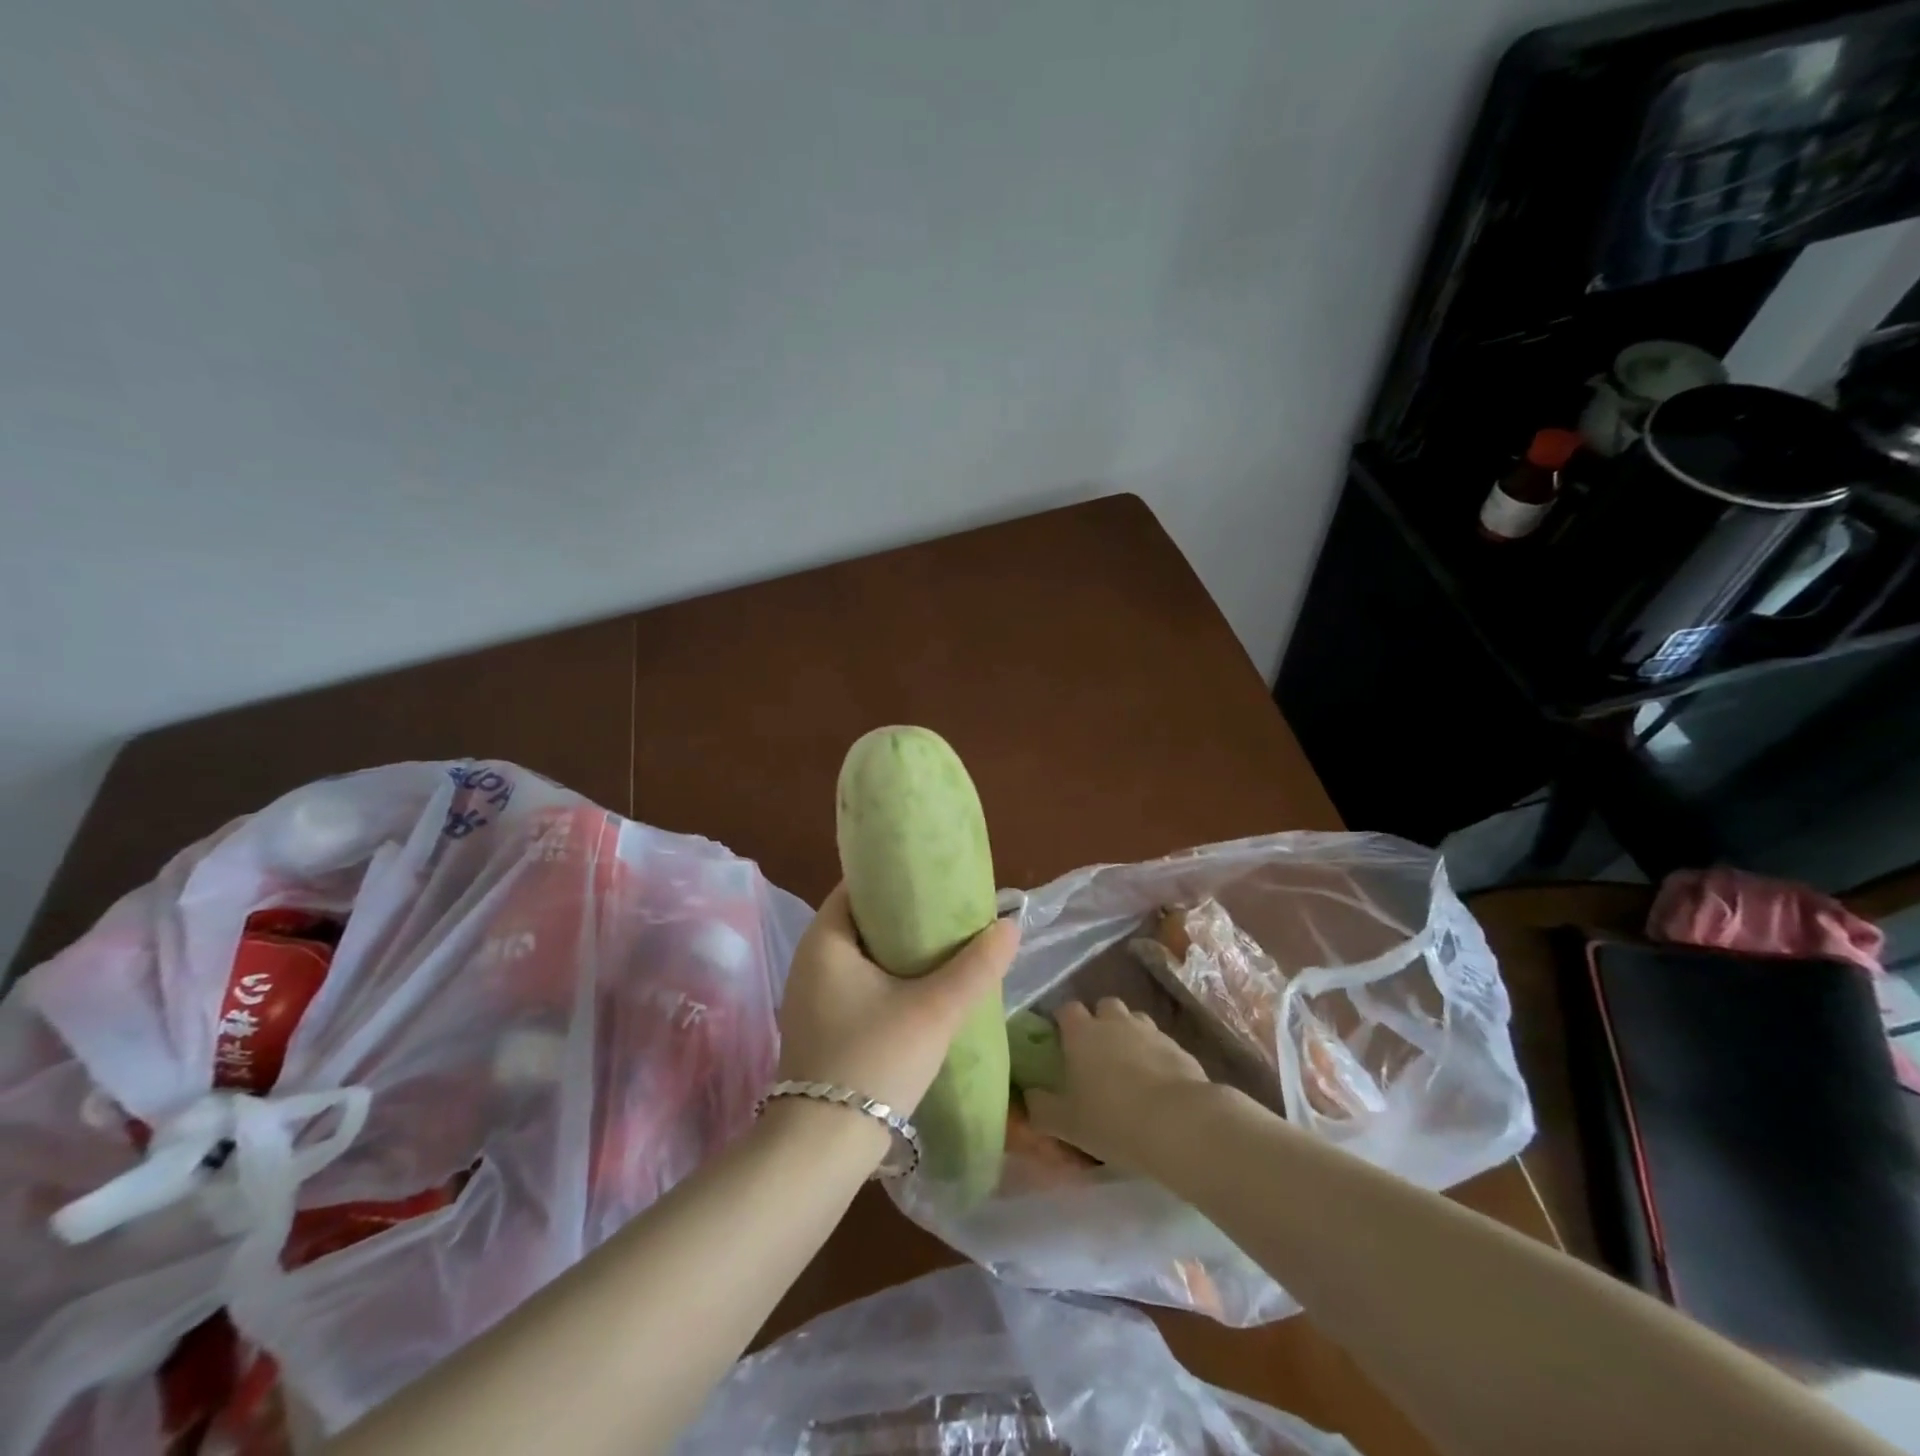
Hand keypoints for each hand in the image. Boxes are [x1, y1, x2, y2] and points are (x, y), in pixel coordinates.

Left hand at [775, 883, 1019, 1115]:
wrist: (821, 1148)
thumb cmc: (874, 1060)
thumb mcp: (935, 1010)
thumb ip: (976, 966)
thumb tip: (1011, 924)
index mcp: (824, 940)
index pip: (857, 887)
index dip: (895, 878)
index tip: (934, 879)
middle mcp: (809, 961)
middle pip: (861, 922)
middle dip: (904, 917)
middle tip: (949, 914)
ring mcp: (810, 998)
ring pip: (860, 957)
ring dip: (897, 952)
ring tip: (943, 950)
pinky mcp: (818, 1028)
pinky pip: (855, 985)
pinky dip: (885, 980)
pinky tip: (918, 993)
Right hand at [1025, 998, 1210, 1170]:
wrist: (1178, 1123)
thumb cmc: (1112, 1119)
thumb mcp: (1065, 1123)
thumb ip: (1040, 1108)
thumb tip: (1028, 1096)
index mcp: (1082, 1033)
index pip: (1066, 1009)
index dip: (1063, 1021)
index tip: (1061, 1041)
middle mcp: (1114, 1022)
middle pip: (1104, 1006)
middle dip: (1100, 1021)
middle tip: (1097, 1052)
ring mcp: (1150, 1031)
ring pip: (1135, 1020)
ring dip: (1129, 1035)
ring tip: (1128, 1067)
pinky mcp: (1179, 1048)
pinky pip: (1161, 1043)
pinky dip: (1156, 1055)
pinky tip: (1157, 1084)